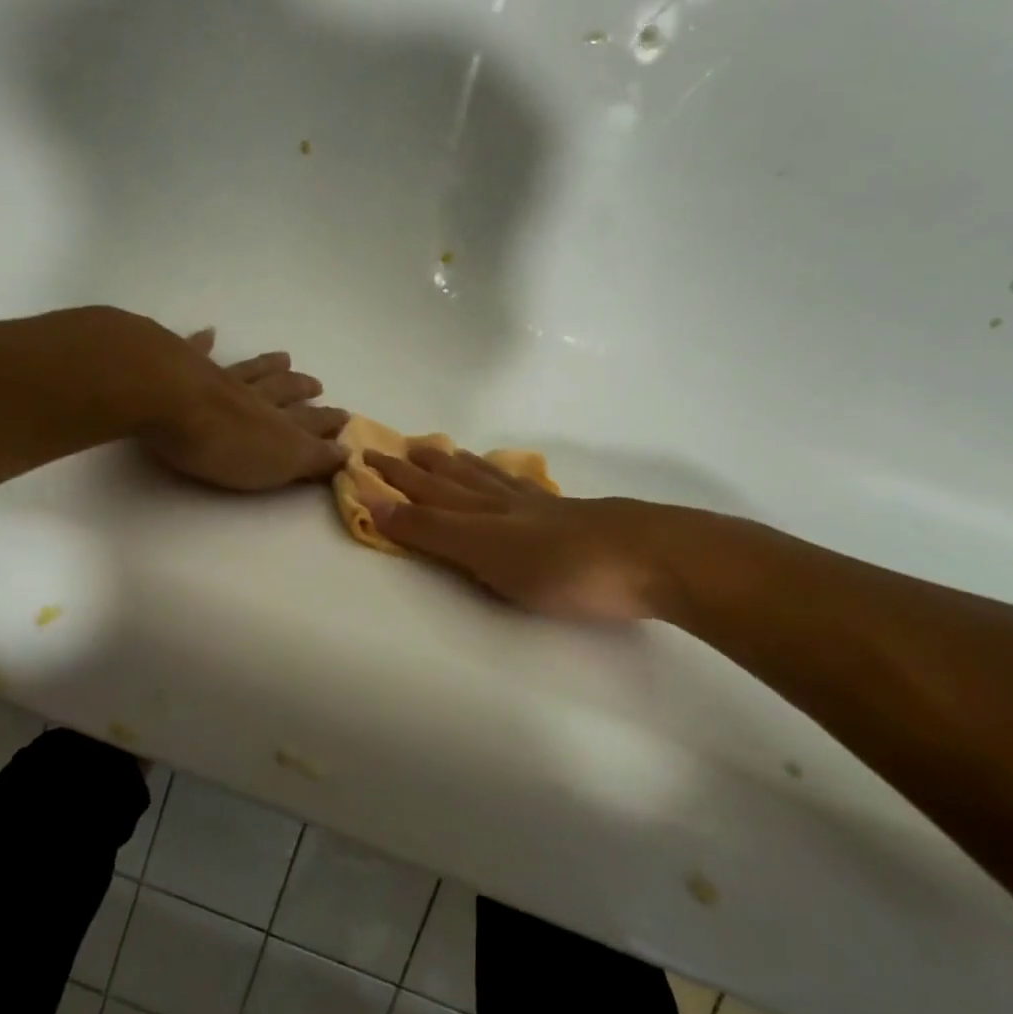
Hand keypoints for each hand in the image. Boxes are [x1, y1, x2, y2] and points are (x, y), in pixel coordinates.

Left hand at [140, 329, 347, 490]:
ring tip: (284, 357)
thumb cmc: (223, 443)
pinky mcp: (183, 366)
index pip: (309, 422)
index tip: (345, 417)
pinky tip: (208, 333)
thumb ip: (313, 458)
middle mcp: (253, 396)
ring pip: (250, 370)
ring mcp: (219, 378)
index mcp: (276, 423)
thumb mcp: (279, 463)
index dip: (327, 422)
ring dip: (268, 365)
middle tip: (316, 384)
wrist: (170, 400)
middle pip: (283, 390)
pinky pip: (197, 352)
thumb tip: (347, 452)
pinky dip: (204, 343)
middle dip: (301, 389)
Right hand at [364, 446, 667, 620]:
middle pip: (453, 480)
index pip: (426, 496)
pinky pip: (522, 488)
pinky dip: (503, 477)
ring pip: (487, 479)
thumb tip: (376, 502)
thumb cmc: (561, 566)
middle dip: (419, 468)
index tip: (364, 462)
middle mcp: (503, 503)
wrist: (648, 557)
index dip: (394, 482)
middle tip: (394, 447)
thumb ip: (432, 530)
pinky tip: (508, 477)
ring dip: (457, 465)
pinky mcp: (570, 516)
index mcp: (480, 514)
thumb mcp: (485, 552)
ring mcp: (538, 508)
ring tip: (438, 450)